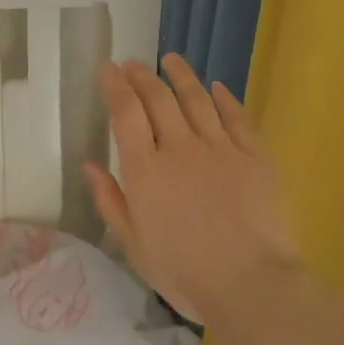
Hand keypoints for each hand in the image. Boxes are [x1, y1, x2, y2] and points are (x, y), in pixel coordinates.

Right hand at [84, 55, 301, 327]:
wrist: (250, 284)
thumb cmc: (184, 272)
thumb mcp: (133, 245)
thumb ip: (110, 200)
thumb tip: (90, 165)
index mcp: (146, 171)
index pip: (126, 113)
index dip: (115, 86)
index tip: (108, 68)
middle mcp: (180, 148)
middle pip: (158, 98)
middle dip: (142, 76)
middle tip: (133, 64)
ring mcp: (220, 148)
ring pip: (197, 99)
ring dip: (181, 75)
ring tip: (171, 60)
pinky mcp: (254, 155)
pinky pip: (237, 117)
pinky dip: (224, 98)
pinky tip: (216, 87)